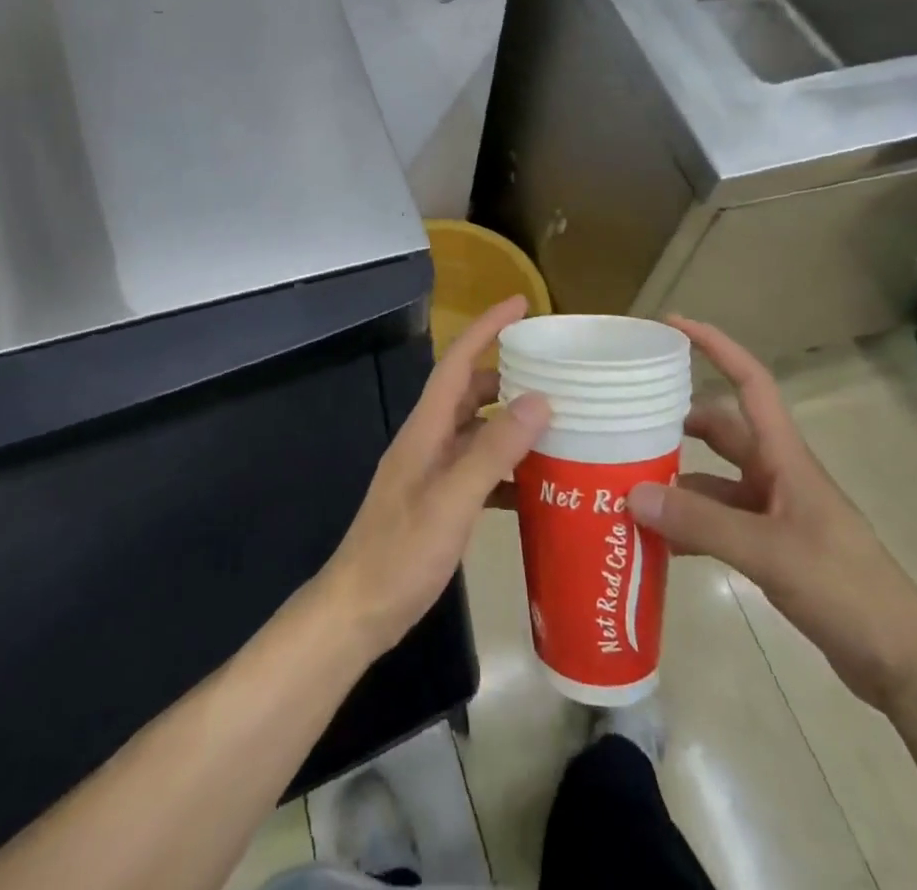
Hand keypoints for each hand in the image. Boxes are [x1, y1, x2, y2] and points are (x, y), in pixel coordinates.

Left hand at [316, 297, 551, 658]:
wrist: (359, 611)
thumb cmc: (401, 553)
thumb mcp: (452, 501)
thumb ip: (493, 451)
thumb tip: (538, 399)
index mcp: (426, 429)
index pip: (458, 363)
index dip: (486, 328)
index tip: (520, 303)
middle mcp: (428, 440)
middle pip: (470, 392)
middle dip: (507, 374)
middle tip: (554, 372)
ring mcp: (432, 472)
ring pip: (477, 431)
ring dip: (511, 422)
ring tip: (557, 422)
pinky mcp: (439, 501)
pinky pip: (479, 468)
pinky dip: (507, 466)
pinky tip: (538, 484)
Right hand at [627, 318, 916, 712]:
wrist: (903, 663)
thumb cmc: (846, 589)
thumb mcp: (769, 552)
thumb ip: (700, 523)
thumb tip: (632, 493)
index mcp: (784, 457)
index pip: (751, 381)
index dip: (716, 346)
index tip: (673, 324)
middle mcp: (775, 474)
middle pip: (721, 428)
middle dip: (678, 419)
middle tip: (628, 420)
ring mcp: (773, 511)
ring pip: (713, 478)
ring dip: (677, 479)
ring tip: (627, 483)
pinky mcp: (770, 546)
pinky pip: (717, 520)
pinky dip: (687, 523)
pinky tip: (657, 541)